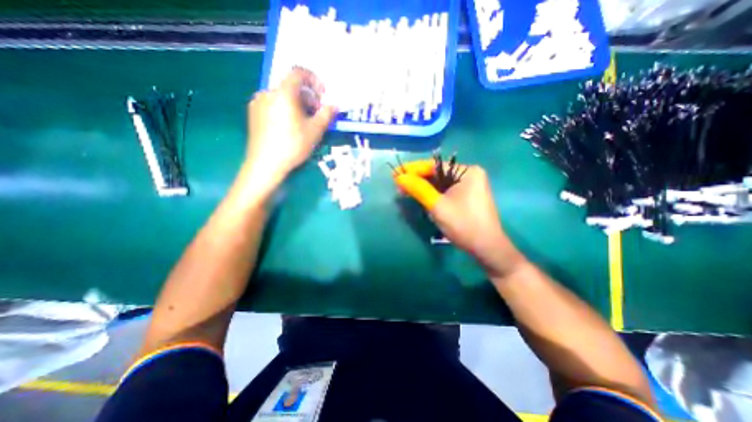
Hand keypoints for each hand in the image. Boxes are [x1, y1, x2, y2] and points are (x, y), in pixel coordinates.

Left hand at [242, 68, 335, 191]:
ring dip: (298, 105)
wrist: (265, 164)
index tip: (323, 95)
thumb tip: (335, 106)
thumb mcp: (315, 131)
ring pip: (283, 97)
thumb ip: (326, 115)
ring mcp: (258, 103)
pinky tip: (290, 127)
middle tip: (317, 114)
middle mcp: (268, 93)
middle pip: (291, 87)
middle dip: (308, 98)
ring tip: (305, 123)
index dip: (314, 80)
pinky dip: (286, 110)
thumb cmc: (293, 146)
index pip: (298, 73)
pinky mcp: (253, 114)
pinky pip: (273, 105)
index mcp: (283, 93)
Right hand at [396, 160, 523, 277]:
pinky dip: (432, 194)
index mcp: (467, 171)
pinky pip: (446, 191)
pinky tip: (420, 197)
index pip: (435, 165)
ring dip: (423, 187)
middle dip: (418, 179)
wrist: (486, 248)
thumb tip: (399, 177)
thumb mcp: (437, 206)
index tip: (396, 174)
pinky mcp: (467, 197)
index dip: (413, 169)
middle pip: (437, 173)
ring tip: (406, 191)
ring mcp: (469, 186)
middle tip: (399, 185)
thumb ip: (418, 189)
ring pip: (440, 183)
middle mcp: (469, 174)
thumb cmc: (463, 225)